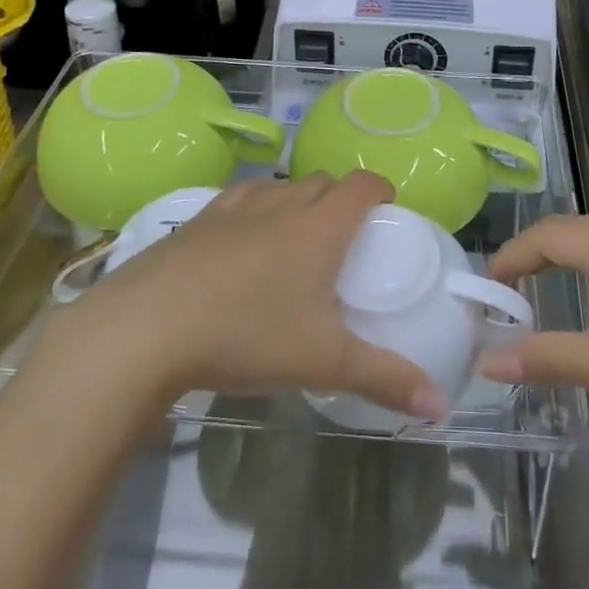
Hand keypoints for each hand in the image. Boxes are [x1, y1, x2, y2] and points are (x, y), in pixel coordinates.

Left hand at [55, 172, 445, 421]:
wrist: (148, 326)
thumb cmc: (247, 334)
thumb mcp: (323, 362)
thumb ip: (385, 379)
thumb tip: (441, 406)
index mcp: (319, 226)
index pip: (362, 185)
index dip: (380, 189)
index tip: (386, 208)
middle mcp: (281, 203)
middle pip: (322, 181)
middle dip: (340, 198)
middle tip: (344, 237)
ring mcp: (235, 207)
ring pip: (279, 186)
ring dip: (296, 201)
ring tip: (295, 239)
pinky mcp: (197, 219)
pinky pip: (239, 199)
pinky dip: (254, 211)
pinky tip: (241, 245)